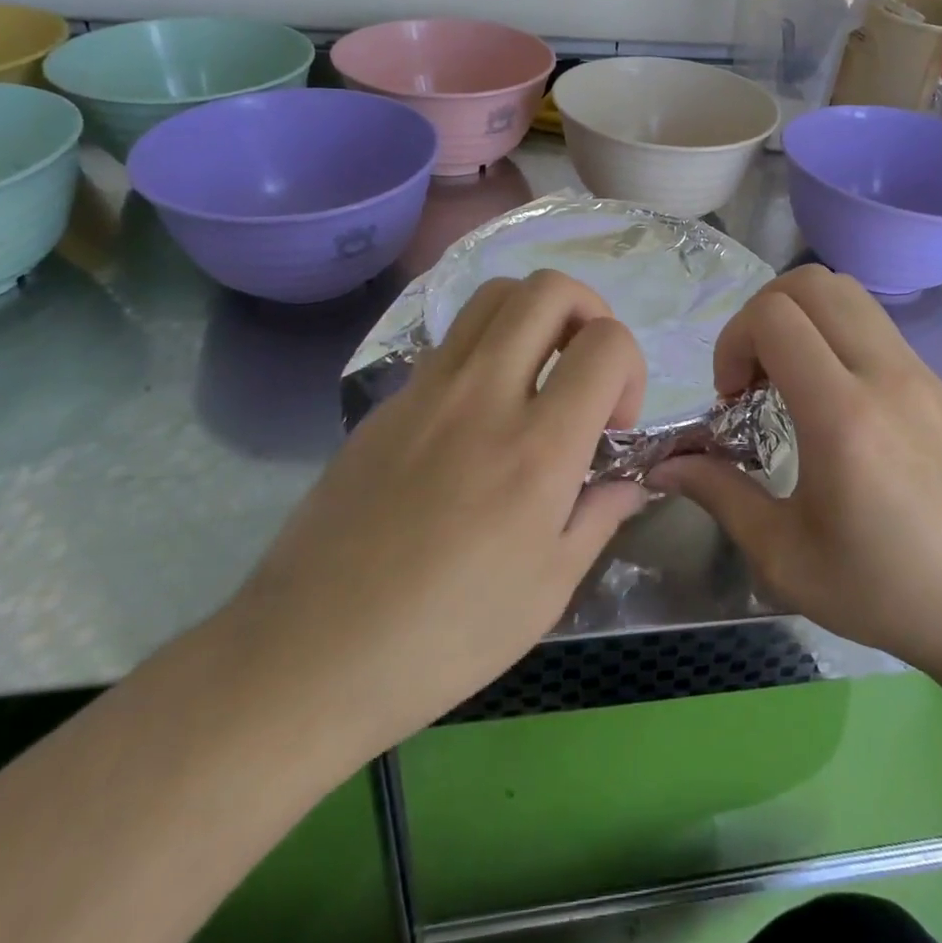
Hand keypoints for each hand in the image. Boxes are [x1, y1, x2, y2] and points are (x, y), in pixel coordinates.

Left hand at [226, 271, 648, 747]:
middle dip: (587, 310)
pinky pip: (450, 341)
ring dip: (533, 315)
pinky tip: (477, 413)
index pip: (606, 343)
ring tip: (537, 371)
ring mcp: (427, 390)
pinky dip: (484, 349)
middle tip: (585, 367)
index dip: (630, 367)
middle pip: (547, 290)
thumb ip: (599, 516)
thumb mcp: (547, 590)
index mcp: (537, 448)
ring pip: (493, 296)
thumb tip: (628, 482)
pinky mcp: (388, 400)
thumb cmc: (444, 637)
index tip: (613, 422)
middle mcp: (483, 396)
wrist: (311, 653)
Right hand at [651, 265, 941, 682]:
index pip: (776, 318)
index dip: (735, 340)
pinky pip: (873, 321)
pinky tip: (829, 394)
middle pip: (811, 283)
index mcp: (844, 418)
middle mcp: (886, 376)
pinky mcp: (936, 379)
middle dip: (762, 313)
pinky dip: (833, 331)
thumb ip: (719, 494)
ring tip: (788, 376)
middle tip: (753, 374)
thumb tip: (662, 465)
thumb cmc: (882, 591)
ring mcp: (919, 371)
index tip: (732, 397)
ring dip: (800, 315)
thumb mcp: (784, 556)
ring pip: (846, 291)